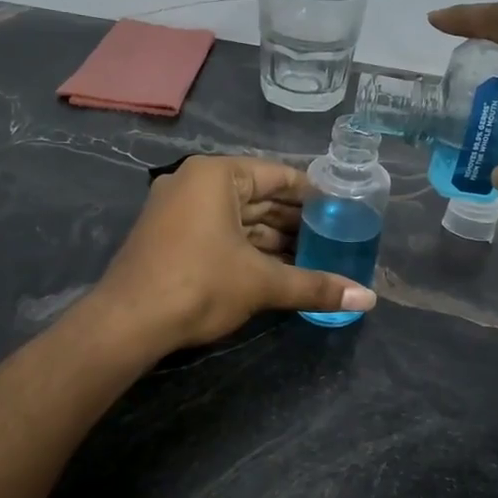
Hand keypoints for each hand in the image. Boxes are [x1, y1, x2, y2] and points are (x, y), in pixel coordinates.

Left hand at [94, 156, 376, 349]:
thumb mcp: (262, 283)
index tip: (342, 211)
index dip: (313, 194)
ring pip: (238, 219)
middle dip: (295, 221)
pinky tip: (278, 269)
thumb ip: (315, 286)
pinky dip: (248, 249)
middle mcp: (195, 183)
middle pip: (259, 197)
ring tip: (314, 257)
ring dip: (274, 239)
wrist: (128, 323)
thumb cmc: (199, 285)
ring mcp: (177, 210)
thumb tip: (369, 299)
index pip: (278, 176)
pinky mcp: (169, 237)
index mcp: (216, 175)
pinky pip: (220, 234)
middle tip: (334, 238)